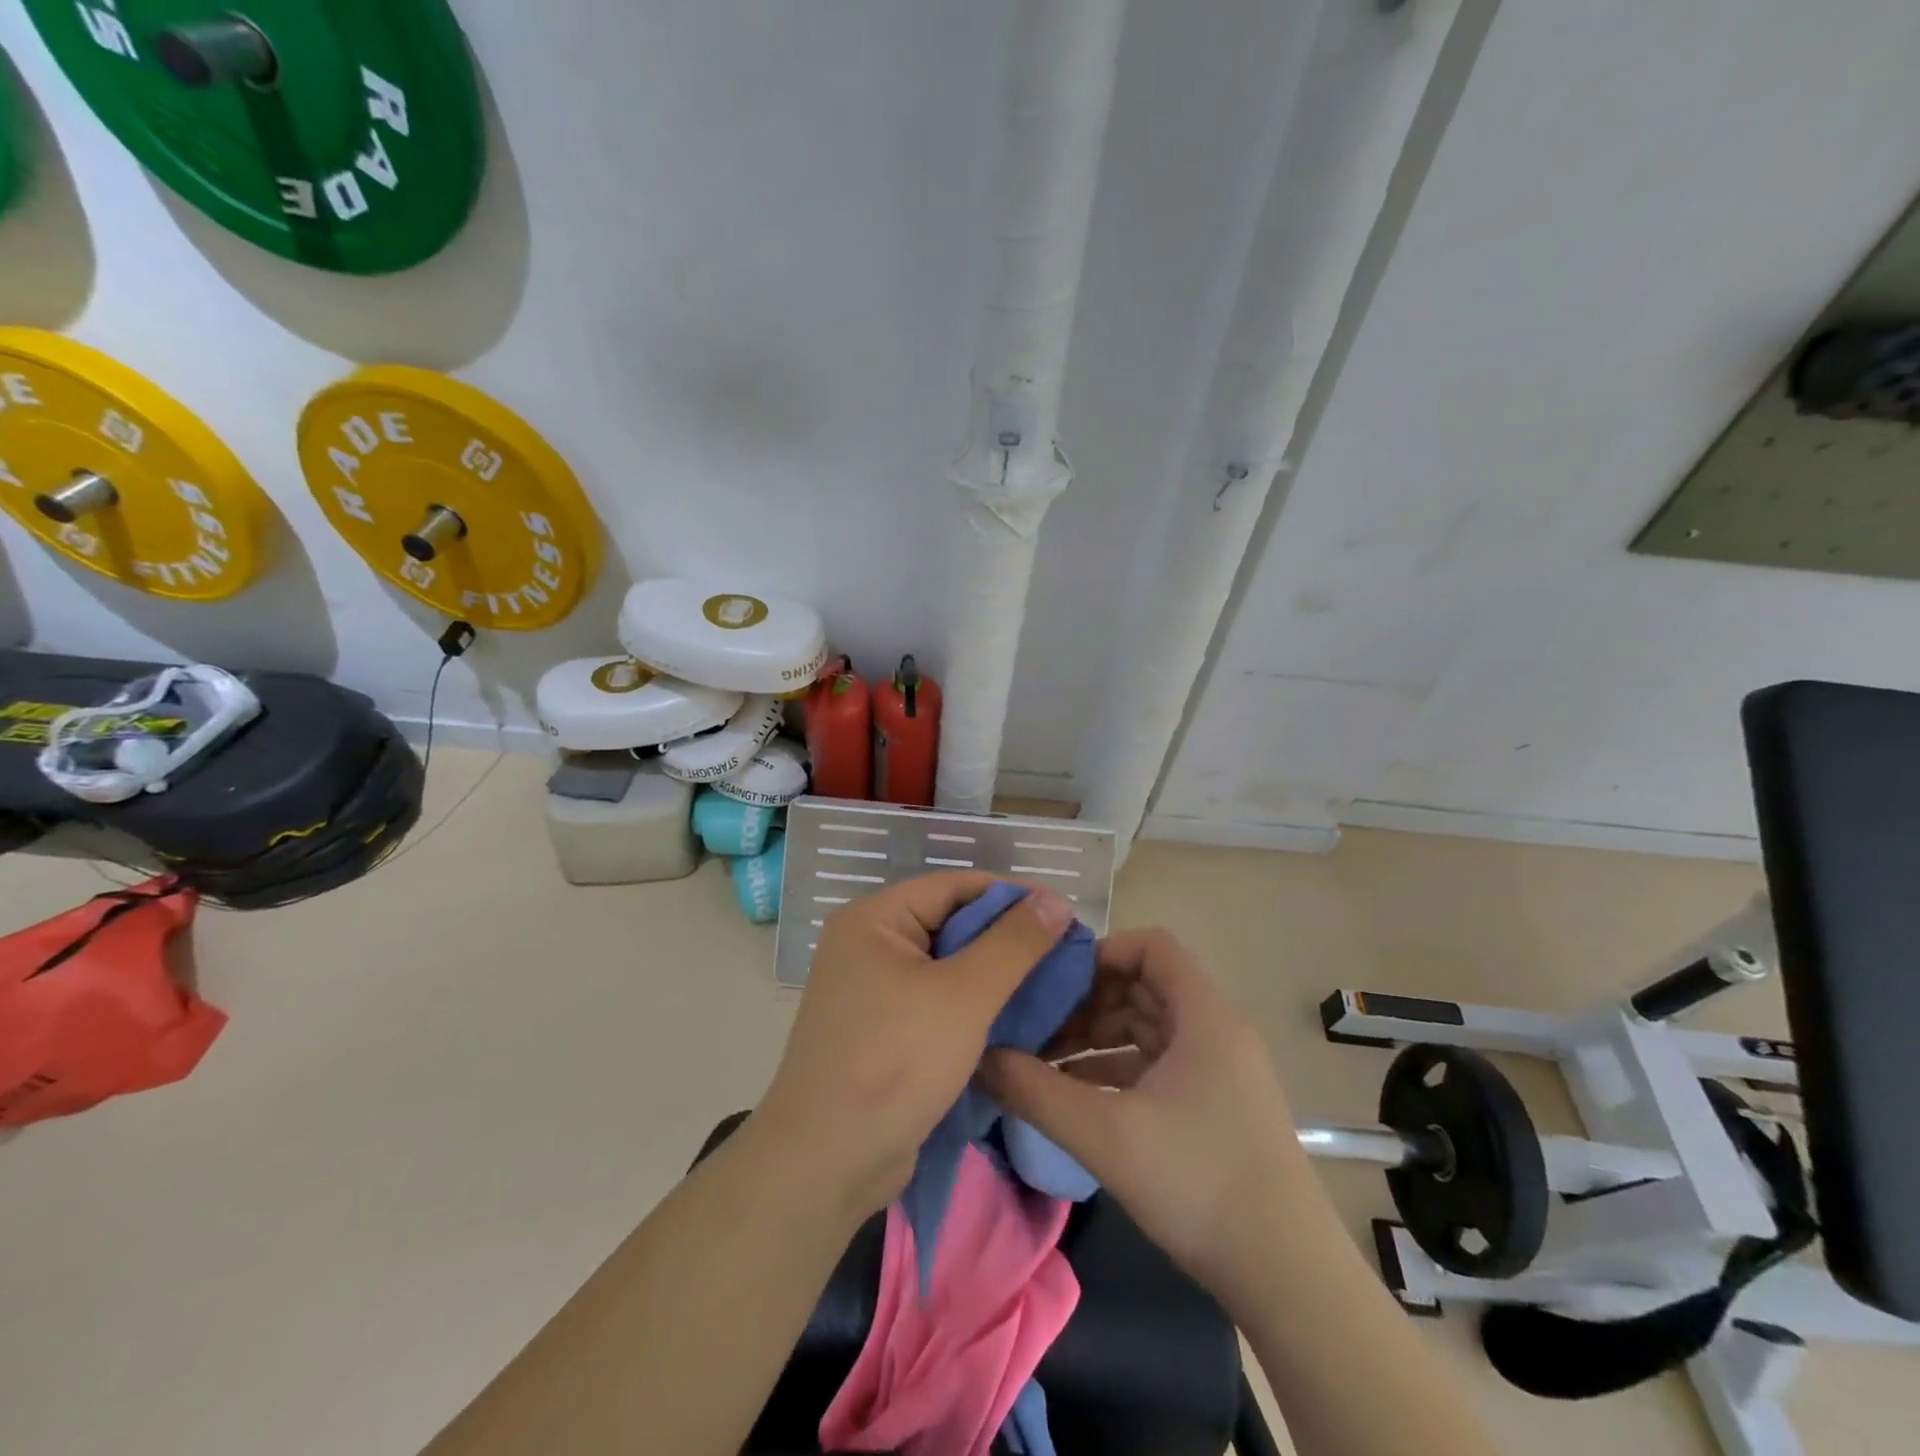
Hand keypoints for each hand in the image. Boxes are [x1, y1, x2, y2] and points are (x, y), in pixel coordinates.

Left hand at [756, 872, 1075, 1221]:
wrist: (827, 1163)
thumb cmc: (894, 1062)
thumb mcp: (964, 995)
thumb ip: (1013, 943)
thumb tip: (1055, 899)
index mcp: (874, 919)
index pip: (954, 886)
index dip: (1012, 896)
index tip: (1065, 914)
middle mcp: (868, 945)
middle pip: (951, 924)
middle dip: (1007, 939)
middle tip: (1066, 954)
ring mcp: (872, 990)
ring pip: (948, 966)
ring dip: (995, 975)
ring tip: (1053, 985)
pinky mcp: (883, 1030)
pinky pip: (937, 1001)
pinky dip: (974, 1006)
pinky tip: (1017, 1018)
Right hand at [979, 928, 1314, 1303]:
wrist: (1288, 1277)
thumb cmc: (1198, 1183)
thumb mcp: (1105, 1134)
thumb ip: (1037, 1091)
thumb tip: (981, 1057)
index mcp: (1203, 1016)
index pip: (1152, 946)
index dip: (1102, 952)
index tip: (1057, 981)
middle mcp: (1215, 1030)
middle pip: (1145, 986)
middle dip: (1089, 1000)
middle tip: (1038, 1024)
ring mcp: (1220, 1070)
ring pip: (1149, 1027)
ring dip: (1099, 1037)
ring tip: (1046, 1062)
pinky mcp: (1217, 1105)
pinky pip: (1159, 1064)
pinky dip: (1118, 1069)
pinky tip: (1077, 1096)